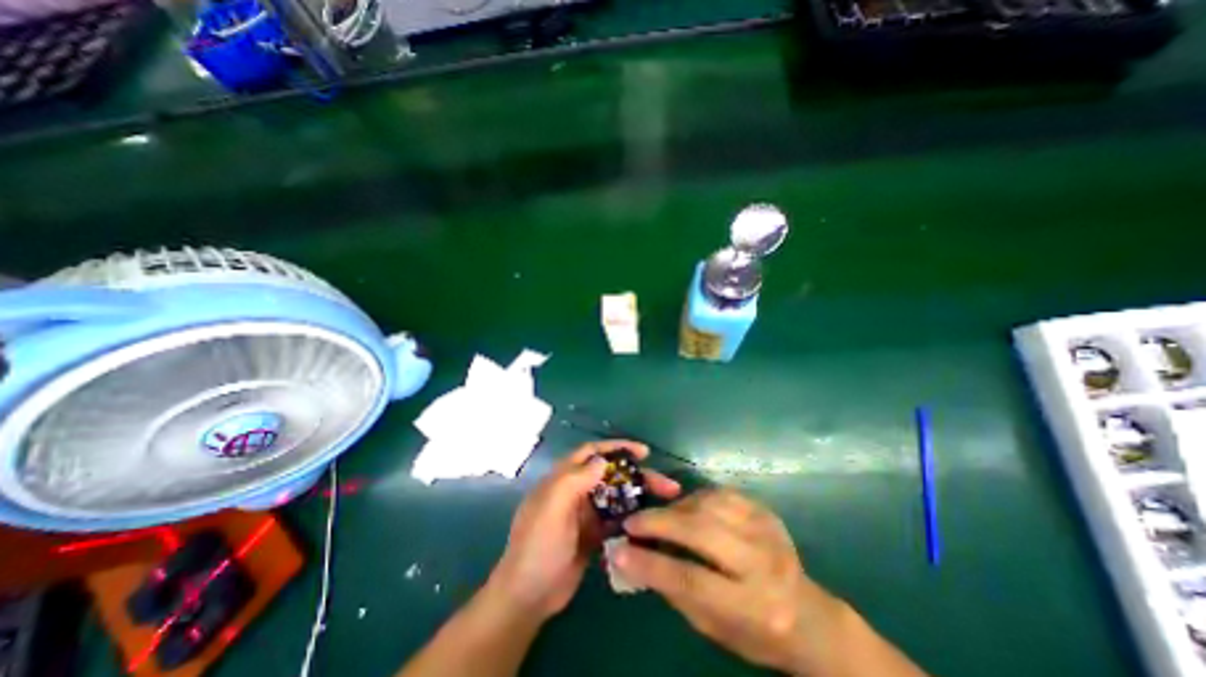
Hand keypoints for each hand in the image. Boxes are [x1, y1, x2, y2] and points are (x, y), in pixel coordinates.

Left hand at [483, 441, 681, 620]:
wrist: (529, 597)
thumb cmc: (538, 546)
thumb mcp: (552, 507)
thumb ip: (575, 479)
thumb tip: (602, 460)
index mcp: (563, 478)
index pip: (591, 453)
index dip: (616, 448)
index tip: (643, 452)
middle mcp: (576, 491)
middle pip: (611, 475)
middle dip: (637, 475)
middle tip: (666, 484)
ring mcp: (585, 513)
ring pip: (617, 496)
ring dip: (639, 496)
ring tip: (667, 501)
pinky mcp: (593, 534)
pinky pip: (617, 519)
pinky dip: (632, 517)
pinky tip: (651, 523)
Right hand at [616, 488, 841, 669]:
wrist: (808, 616)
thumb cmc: (755, 632)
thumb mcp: (713, 628)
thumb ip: (674, 591)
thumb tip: (634, 558)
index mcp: (753, 607)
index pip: (691, 580)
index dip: (650, 564)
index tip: (619, 551)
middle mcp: (762, 564)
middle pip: (701, 531)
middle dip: (660, 522)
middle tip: (632, 522)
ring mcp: (766, 530)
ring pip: (709, 505)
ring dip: (676, 508)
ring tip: (660, 517)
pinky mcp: (765, 511)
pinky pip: (721, 493)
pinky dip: (696, 498)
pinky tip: (686, 508)